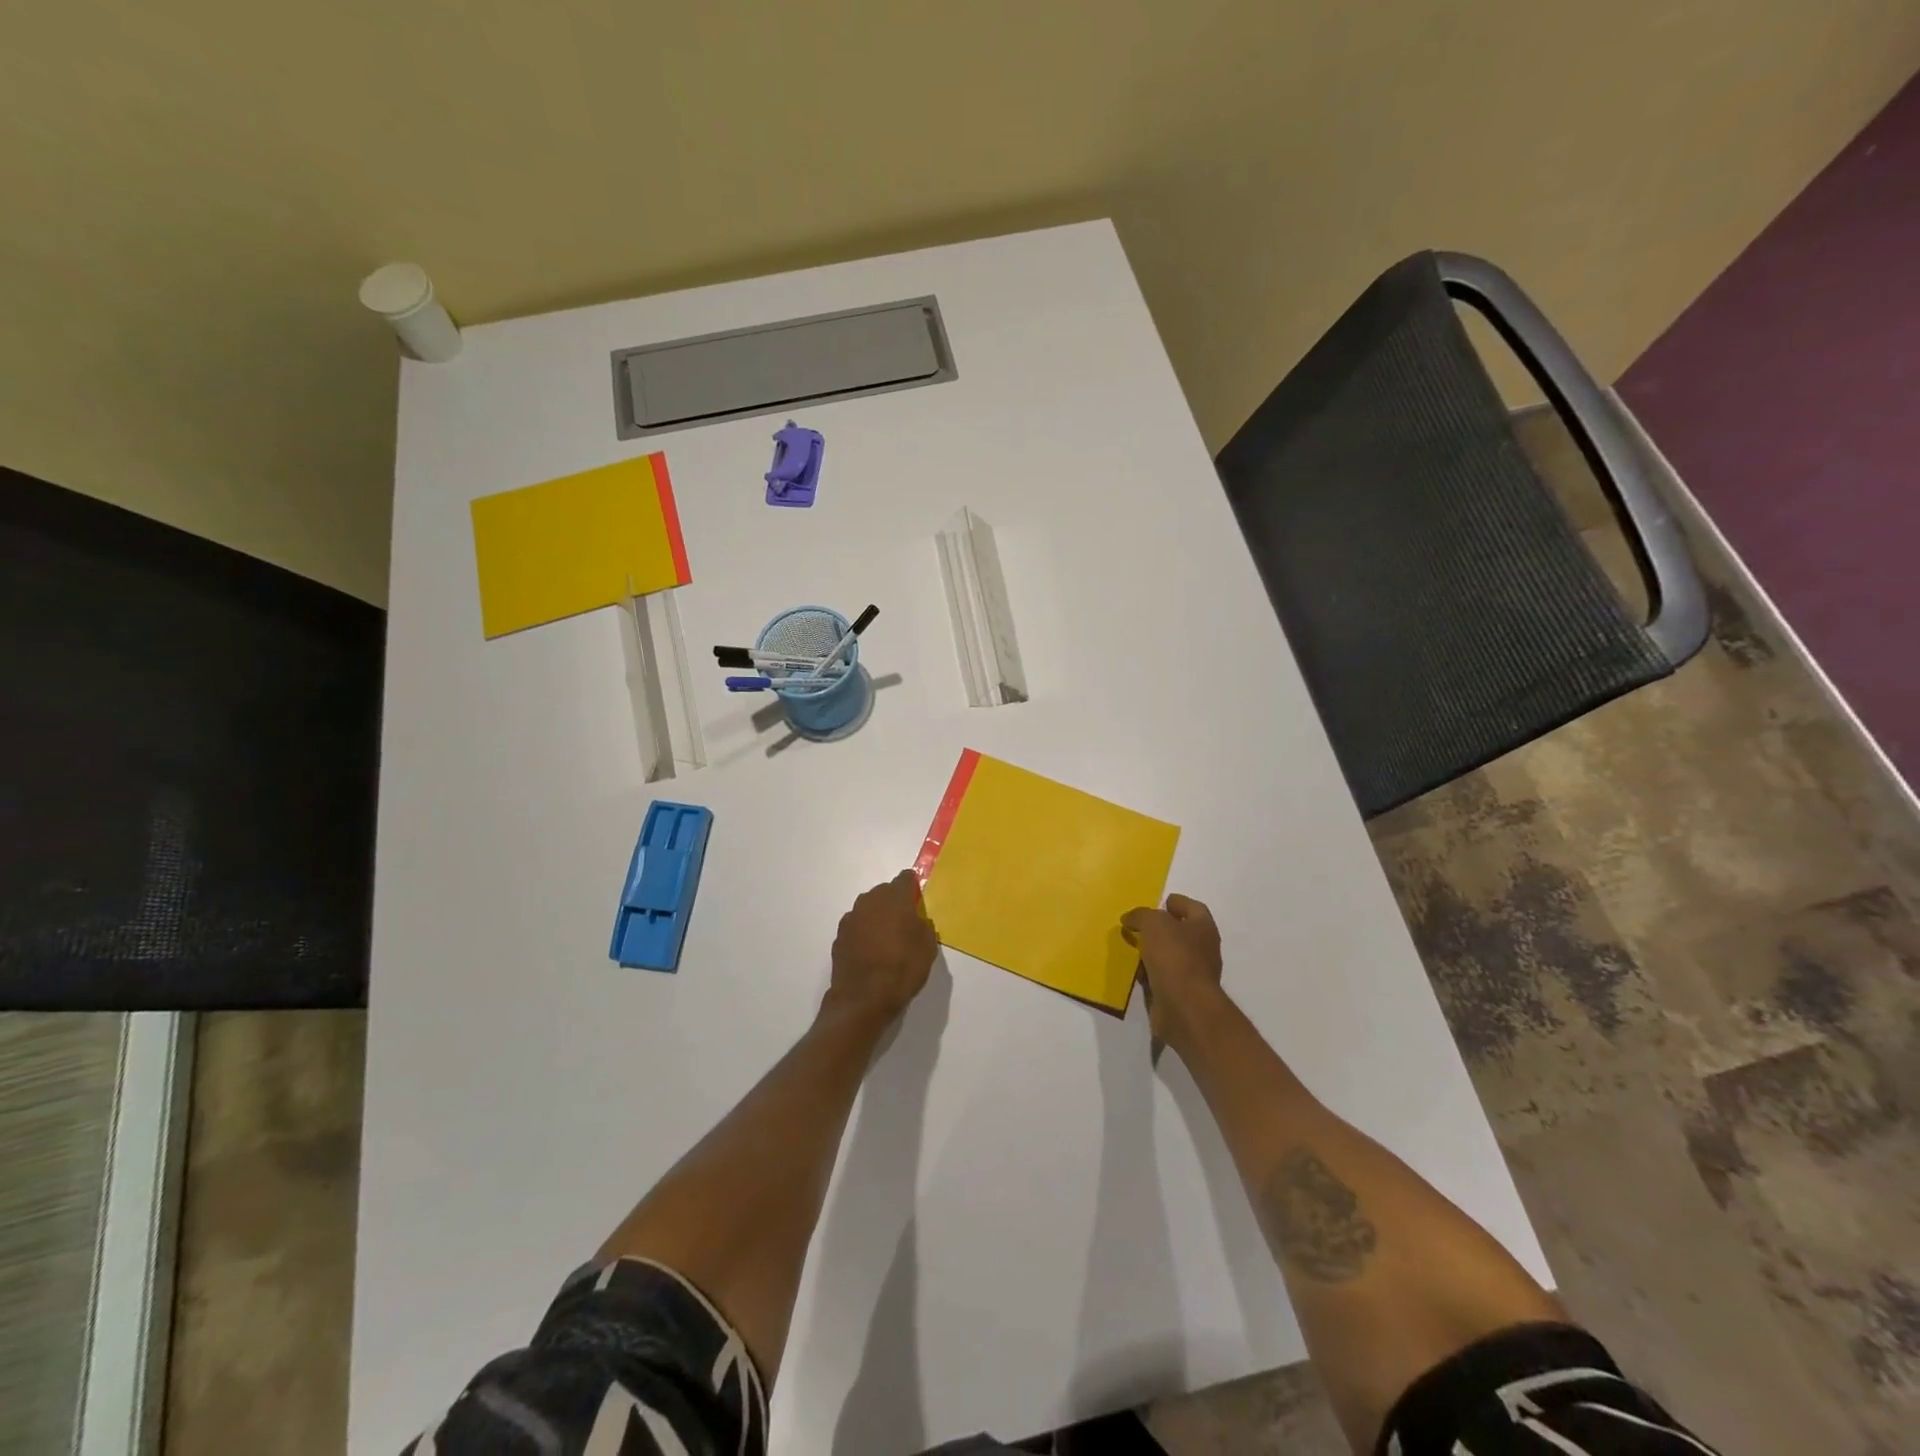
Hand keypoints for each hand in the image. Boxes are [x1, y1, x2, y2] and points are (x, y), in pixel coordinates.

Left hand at [827, 871, 937, 1025]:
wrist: (863, 998)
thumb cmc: (902, 969)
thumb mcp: (928, 948)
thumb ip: (924, 926)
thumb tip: (917, 921)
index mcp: (895, 898)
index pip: (905, 879)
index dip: (913, 886)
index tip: (918, 899)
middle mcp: (870, 900)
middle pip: (885, 892)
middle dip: (894, 902)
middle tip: (905, 922)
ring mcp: (851, 917)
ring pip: (869, 908)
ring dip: (877, 917)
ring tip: (887, 939)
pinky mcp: (839, 935)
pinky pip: (857, 926)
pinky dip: (864, 933)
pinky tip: (870, 951)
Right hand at [1121, 893, 1225, 1050]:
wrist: (1184, 1007)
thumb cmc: (1174, 956)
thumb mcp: (1153, 923)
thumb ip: (1141, 915)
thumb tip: (1130, 919)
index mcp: (1203, 928)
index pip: (1193, 907)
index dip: (1177, 902)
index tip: (1159, 902)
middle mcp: (1203, 949)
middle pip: (1182, 932)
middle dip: (1162, 928)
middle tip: (1139, 925)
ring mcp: (1194, 974)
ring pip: (1171, 956)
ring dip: (1154, 952)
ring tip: (1132, 947)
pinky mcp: (1181, 994)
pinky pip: (1163, 977)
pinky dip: (1150, 974)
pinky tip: (1135, 972)